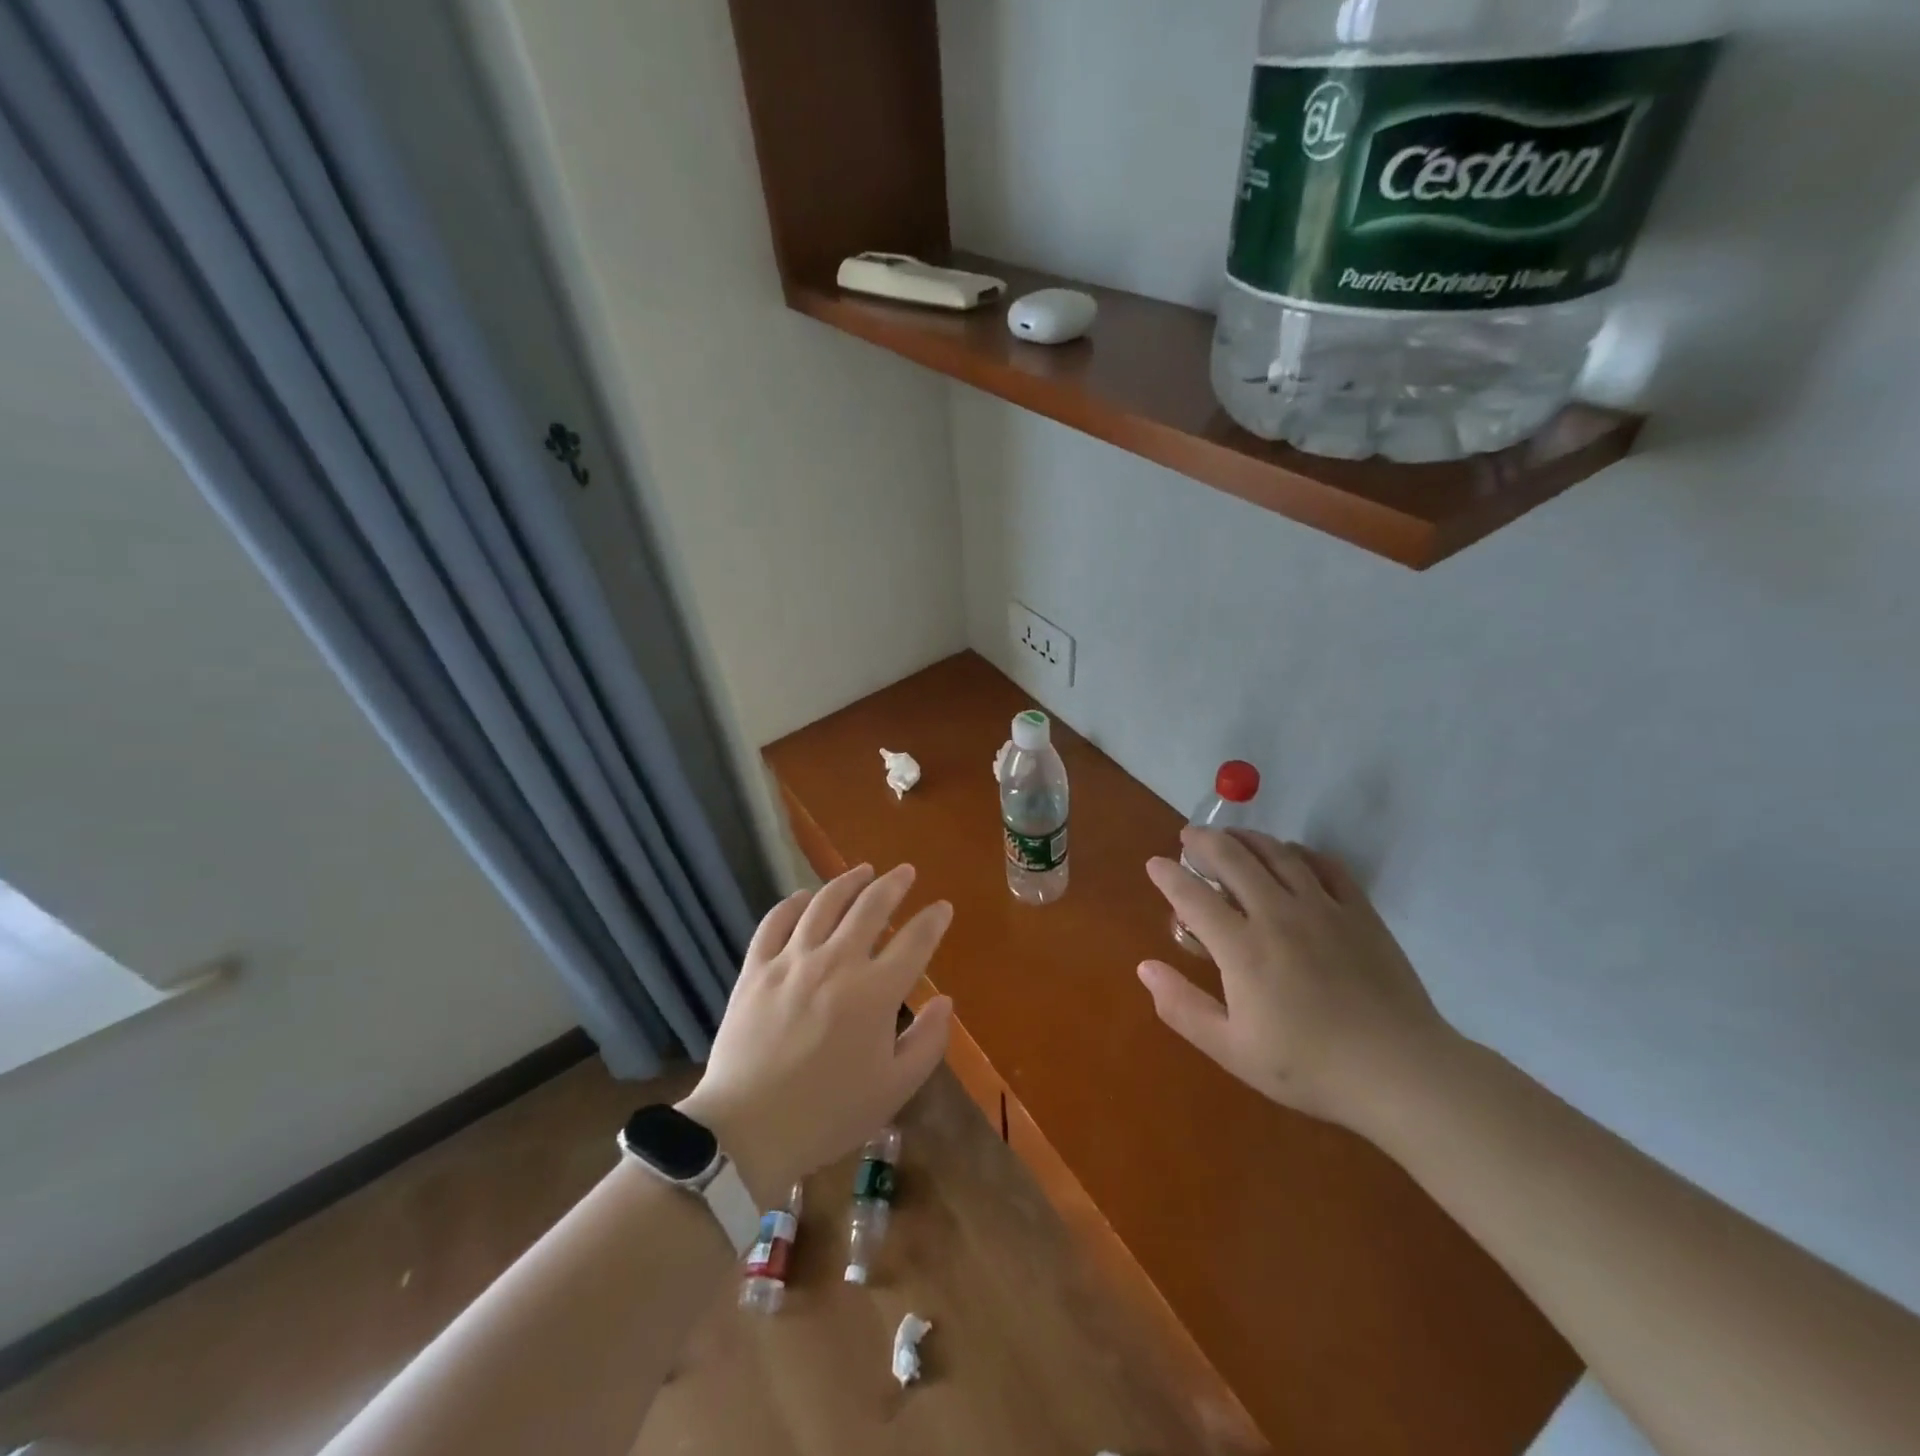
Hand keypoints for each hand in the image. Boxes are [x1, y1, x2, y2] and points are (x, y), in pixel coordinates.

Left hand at [678, 864, 953, 1204]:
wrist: (747, 1130)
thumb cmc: (828, 1114)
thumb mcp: (894, 1089)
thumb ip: (927, 1042)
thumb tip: (944, 1000)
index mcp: (875, 992)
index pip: (915, 941)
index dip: (933, 920)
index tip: (942, 908)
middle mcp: (836, 962)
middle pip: (871, 907)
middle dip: (894, 884)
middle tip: (906, 872)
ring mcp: (792, 961)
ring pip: (824, 903)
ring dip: (848, 881)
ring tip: (863, 870)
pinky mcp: (756, 969)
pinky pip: (775, 922)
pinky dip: (792, 903)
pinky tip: (804, 897)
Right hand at [1138, 830, 1448, 1133]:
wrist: (1399, 1071)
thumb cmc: (1308, 1066)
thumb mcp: (1232, 1050)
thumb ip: (1183, 1007)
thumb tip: (1145, 967)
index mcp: (1242, 948)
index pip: (1193, 896)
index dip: (1169, 875)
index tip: (1155, 864)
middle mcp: (1277, 915)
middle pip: (1233, 859)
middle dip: (1204, 842)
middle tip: (1189, 836)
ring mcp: (1322, 908)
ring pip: (1277, 854)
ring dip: (1247, 838)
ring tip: (1231, 837)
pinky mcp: (1359, 912)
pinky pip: (1325, 865)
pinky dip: (1300, 852)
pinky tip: (1291, 854)